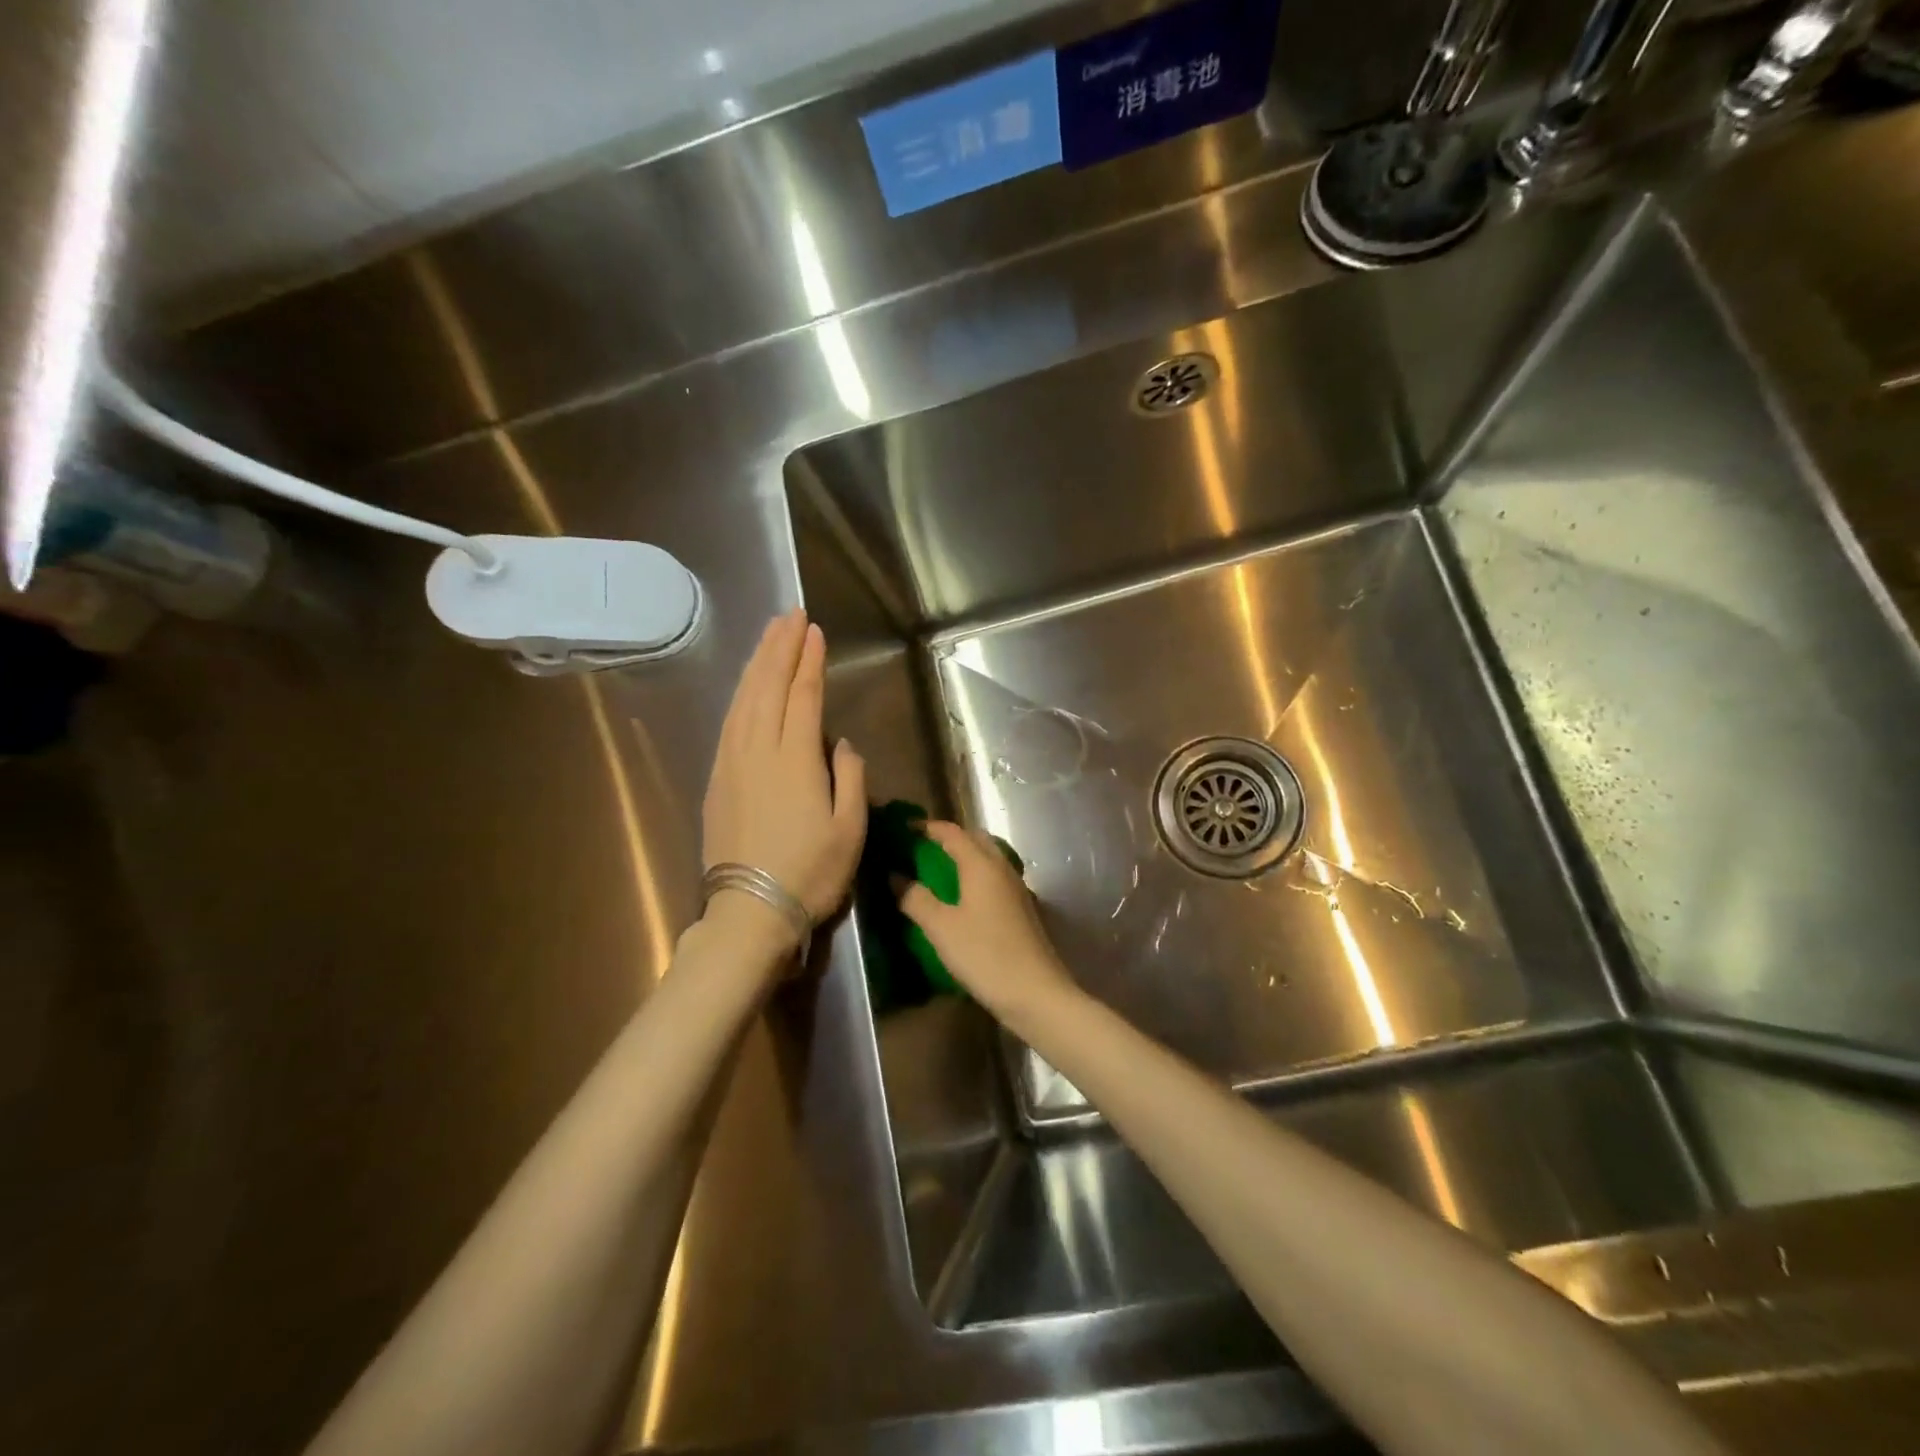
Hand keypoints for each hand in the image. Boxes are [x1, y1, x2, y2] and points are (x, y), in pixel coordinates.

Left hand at [704, 610, 866, 925]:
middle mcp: (758, 751)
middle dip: (779, 648)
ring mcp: (732, 763)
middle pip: (767, 687)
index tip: (814, 630)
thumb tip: (840, 744)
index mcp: (795, 760)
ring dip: (757, 664)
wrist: (750, 912)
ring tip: (769, 636)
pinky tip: (747, 686)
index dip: (808, 661)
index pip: (802, 696)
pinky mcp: (717, 780)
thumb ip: (851, 779)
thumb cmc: (810, 873)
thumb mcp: (850, 830)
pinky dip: (739, 695)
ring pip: (743, 700)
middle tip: (790, 615)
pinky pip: (729, 723)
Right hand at [897, 822, 1079, 1023]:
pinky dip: (975, 875)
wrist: (1035, 992)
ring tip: (937, 872)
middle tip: (920, 850)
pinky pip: (994, 877)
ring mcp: (1016, 887)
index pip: (951, 832)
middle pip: (974, 838)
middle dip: (948, 838)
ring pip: (987, 858)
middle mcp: (1001, 867)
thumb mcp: (940, 928)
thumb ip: (915, 898)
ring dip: (964, 856)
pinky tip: (963, 898)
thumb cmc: (984, 955)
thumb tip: (895, 875)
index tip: (903, 830)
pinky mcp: (1022, 908)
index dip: (927, 827)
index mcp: (981, 864)